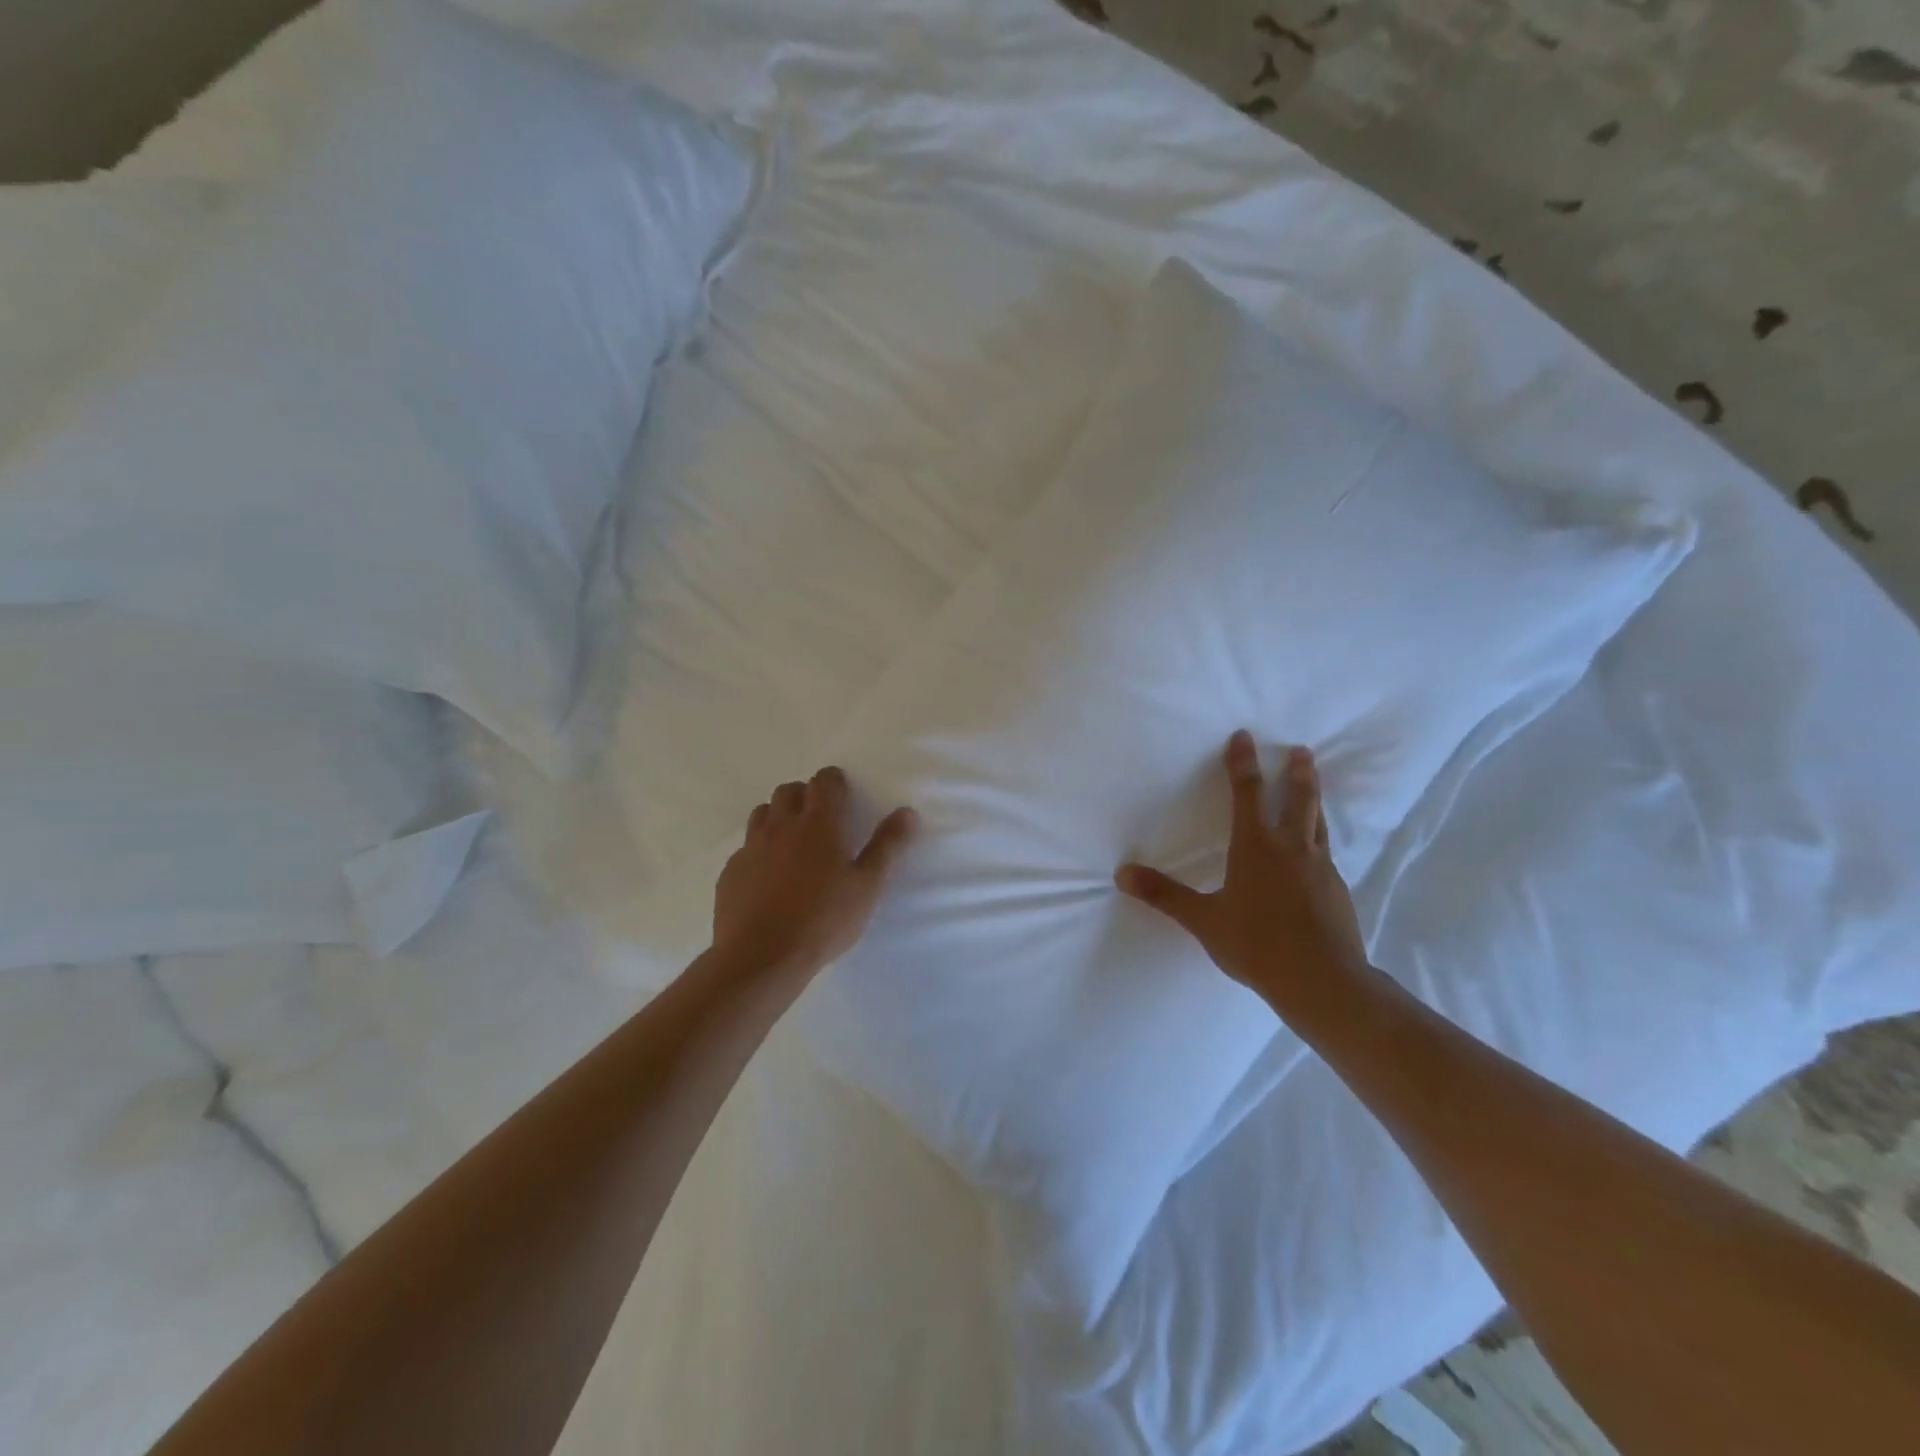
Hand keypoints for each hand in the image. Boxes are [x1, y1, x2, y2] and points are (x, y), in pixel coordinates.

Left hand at [713, 766, 917, 981]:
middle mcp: (781, 826)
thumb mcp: (867, 886)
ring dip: (779, 817)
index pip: (824, 782)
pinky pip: (745, 848)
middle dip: (805, 795)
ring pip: (763, 814)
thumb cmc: (823, 920)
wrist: (761, 957)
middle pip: (789, 791)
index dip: (834, 782)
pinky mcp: (730, 872)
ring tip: (793, 843)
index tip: (843, 795)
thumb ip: (887, 846)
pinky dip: (759, 850)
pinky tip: (768, 877)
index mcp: (818, 824)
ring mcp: (751, 848)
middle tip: (821, 820)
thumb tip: (907, 812)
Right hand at [1117, 732, 1368, 1009]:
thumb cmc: (1256, 944)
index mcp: (1256, 846)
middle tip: (1302, 750)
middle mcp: (1291, 848)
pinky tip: (1315, 853)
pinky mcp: (1336, 890)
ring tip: (1314, 784)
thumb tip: (1122, 873)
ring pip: (1318, 822)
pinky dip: (1319, 838)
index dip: (1243, 763)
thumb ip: (1164, 895)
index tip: (1244, 737)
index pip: (1248, 792)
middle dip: (1297, 772)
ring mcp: (1320, 868)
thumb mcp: (1203, 920)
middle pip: (1298, 798)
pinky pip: (1326, 852)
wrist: (1322, 980)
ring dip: (1314, 798)